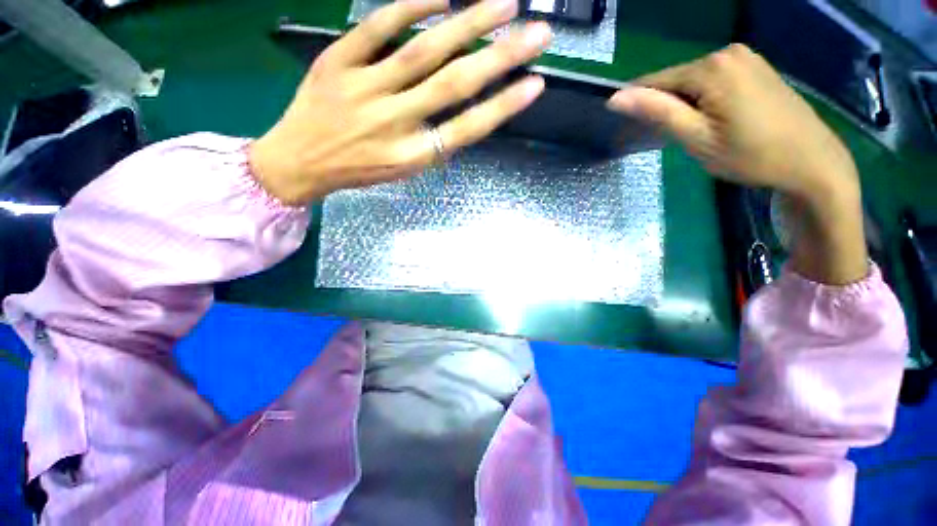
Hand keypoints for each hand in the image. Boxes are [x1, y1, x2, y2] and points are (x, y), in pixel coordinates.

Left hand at [249, 0, 551, 204]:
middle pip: (453, 85)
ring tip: (504, 4)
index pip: (466, 129)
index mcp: (411, 156)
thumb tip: (466, 110)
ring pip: (422, 50)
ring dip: (467, 23)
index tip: (535, 85)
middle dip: (500, 57)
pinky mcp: (337, 62)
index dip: (502, 107)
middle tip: (538, 33)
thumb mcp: (403, 169)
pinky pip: (376, 27)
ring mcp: (364, 89)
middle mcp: (393, 123)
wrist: (300, 161)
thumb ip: (433, 143)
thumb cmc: (358, 170)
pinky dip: (410, 6)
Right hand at [609, 44, 866, 284]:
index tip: (637, 130)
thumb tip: (616, 98)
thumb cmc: (750, 155)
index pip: (655, 81)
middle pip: (677, 80)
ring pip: (695, 81)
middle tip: (681, 138)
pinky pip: (716, 80)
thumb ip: (657, 112)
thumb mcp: (696, 138)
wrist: (812, 162)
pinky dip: (706, 100)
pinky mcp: (757, 67)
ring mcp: (747, 57)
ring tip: (701, 132)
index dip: (641, 106)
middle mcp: (728, 52)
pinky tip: (719, 120)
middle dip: (669, 107)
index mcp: (712, 67)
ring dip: (687, 105)